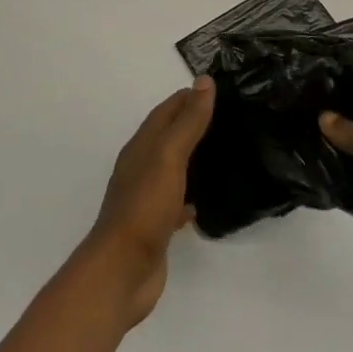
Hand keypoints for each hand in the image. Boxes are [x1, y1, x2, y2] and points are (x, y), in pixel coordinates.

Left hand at [81, 77, 214, 328]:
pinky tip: (207, 200)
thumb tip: (204, 81)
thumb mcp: (169, 157)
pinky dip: (190, 195)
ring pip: (172, 168)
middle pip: (169, 137)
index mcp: (141, 147)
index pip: (166, 111)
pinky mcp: (155, 225)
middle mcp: (140, 167)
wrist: (122, 270)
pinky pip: (175, 201)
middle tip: (230, 118)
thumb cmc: (145, 207)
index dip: (189, 97)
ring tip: (224, 153)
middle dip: (193, 124)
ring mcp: (146, 198)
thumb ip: (187, 121)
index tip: (219, 89)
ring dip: (193, 158)